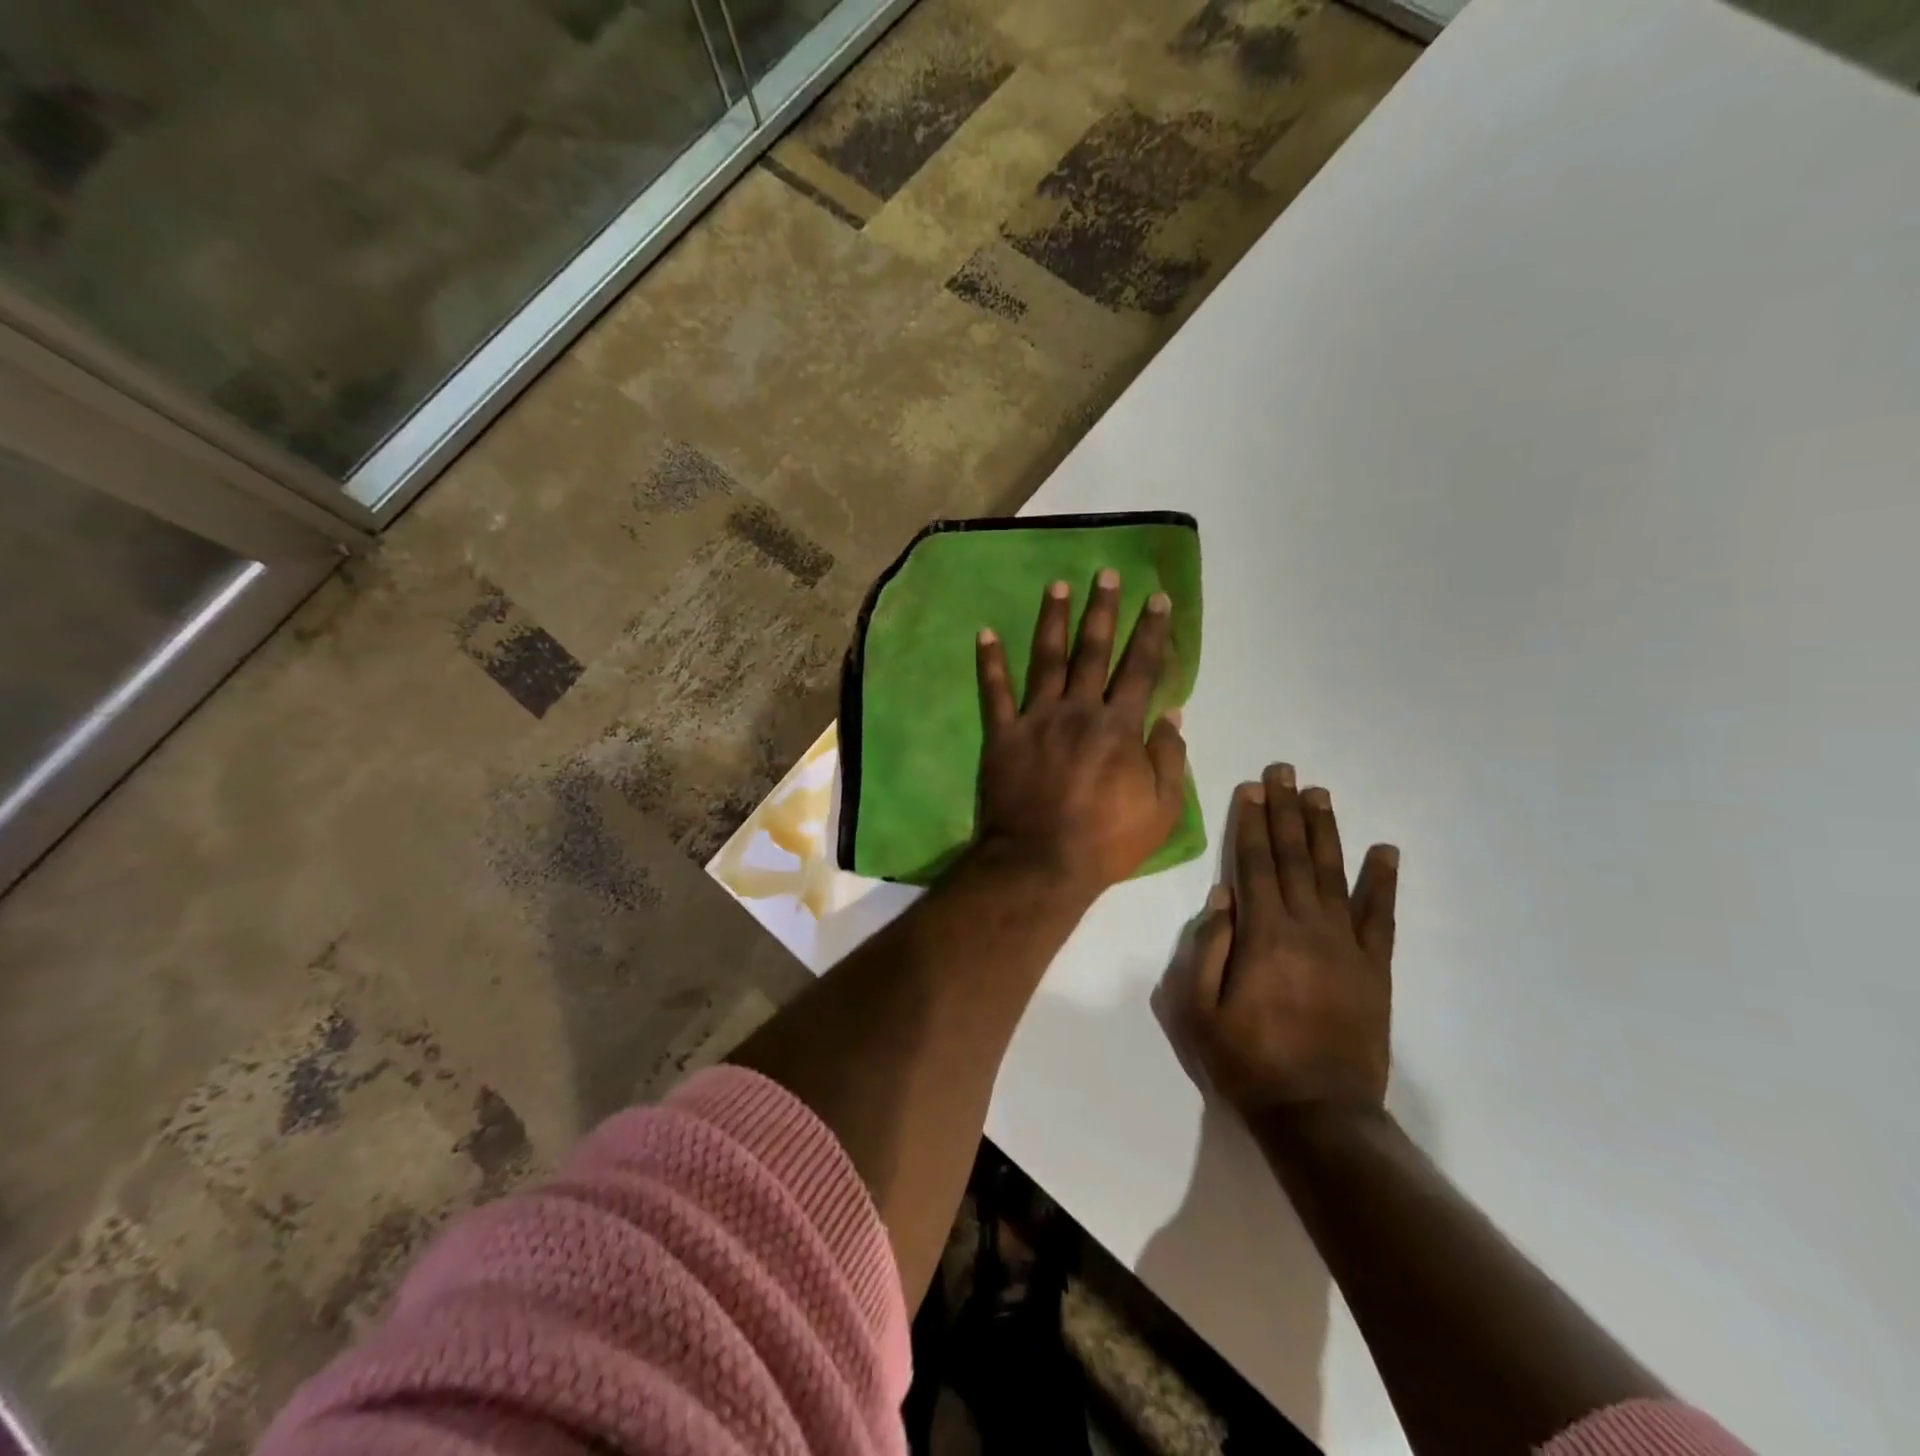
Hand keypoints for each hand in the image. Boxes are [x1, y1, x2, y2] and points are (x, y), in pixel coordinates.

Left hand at [973, 569, 1187, 894]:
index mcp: (1119, 727)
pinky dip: (989, 662)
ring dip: (1052, 620)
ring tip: (1056, 586)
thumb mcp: (1161, 809)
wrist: (1041, 863)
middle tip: (1107, 574)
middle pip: (1093, 651)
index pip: (1140, 669)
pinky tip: (984, 632)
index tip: (1157, 598)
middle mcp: (1078, 711)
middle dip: (1103, 610)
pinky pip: (994, 692)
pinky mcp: (1002, 735)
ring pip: (1046, 660)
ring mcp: (1037, 720)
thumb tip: (1173, 712)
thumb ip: (1170, 758)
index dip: (1151, 632)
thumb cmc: (1106, 841)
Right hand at [1158, 765, 1398, 1120]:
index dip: (1250, 822)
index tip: (1251, 787)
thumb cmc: (1247, 1061)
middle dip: (1285, 810)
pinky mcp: (1374, 968)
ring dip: (1324, 831)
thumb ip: (1206, 949)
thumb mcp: (1197, 1011)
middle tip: (1285, 771)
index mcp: (1262, 935)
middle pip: (1291, 857)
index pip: (1253, 864)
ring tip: (1320, 794)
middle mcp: (1306, 928)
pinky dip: (1381, 881)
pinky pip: (1379, 916)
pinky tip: (1384, 851)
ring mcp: (1346, 946)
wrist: (1318, 1113)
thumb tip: (1221, 896)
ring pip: (1332, 874)